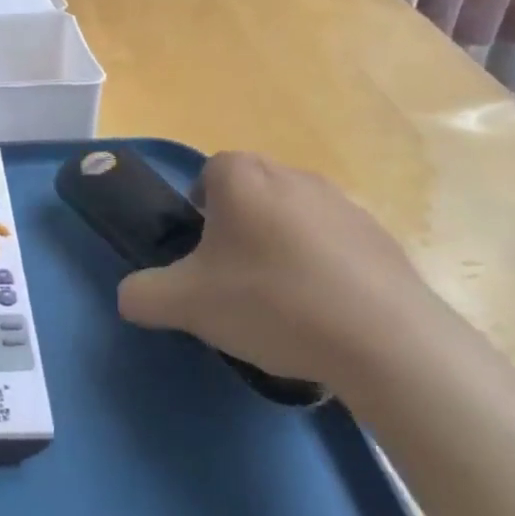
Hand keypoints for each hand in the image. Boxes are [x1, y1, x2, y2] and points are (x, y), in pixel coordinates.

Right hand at [115, 152, 437, 392]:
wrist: (385, 342)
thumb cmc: (271, 303)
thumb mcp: (185, 304)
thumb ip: (142, 294)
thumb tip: (130, 296)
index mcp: (242, 178)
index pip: (208, 173)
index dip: (198, 210)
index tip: (201, 254)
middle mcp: (293, 176)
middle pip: (251, 195)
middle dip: (238, 230)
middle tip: (233, 280)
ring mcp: (345, 205)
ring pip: (294, 219)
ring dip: (282, 249)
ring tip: (282, 305)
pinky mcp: (383, 240)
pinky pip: (336, 246)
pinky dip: (324, 271)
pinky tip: (325, 317)